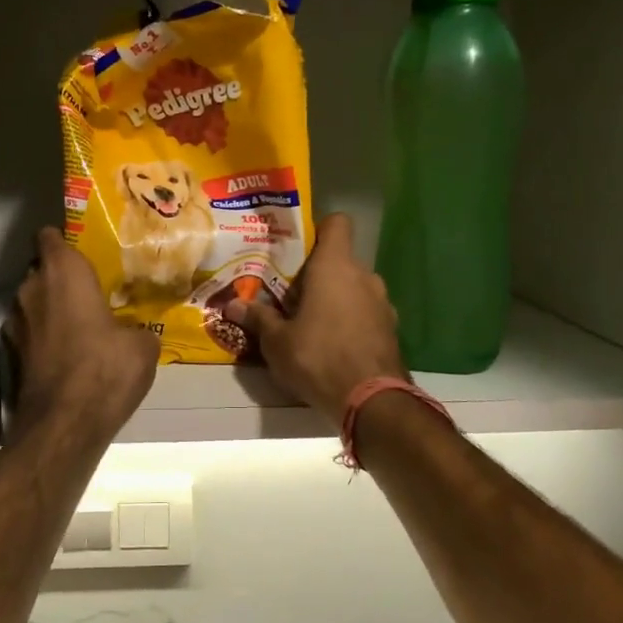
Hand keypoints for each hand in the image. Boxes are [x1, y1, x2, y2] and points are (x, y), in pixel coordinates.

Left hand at [8, 228, 158, 439]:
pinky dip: (47, 339)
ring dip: (53, 310)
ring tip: (83, 325)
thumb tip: (134, 334)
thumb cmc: (106, 368)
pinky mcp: (13, 355)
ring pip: (35, 304)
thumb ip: (137, 328)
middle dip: (62, 279)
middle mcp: (32, 289)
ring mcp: (17, 324)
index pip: (51, 237)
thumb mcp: (143, 345)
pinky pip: (34, 334)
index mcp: (63, 272)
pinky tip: (70, 355)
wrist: (65, 424)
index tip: (84, 251)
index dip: (64, 240)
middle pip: (43, 271)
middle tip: (92, 291)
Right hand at [224, 215, 406, 427]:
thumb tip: (232, 305)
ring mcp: (382, 302)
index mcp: (335, 266)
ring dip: (335, 298)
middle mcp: (364, 276)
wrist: (371, 400)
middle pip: (340, 259)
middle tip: (290, 294)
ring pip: (354, 287)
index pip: (336, 223)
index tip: (296, 249)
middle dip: (317, 274)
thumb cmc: (318, 357)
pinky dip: (350, 320)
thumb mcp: (276, 341)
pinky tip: (332, 344)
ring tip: (310, 322)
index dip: (318, 229)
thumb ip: (257, 318)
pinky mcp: (390, 328)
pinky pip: (365, 312)